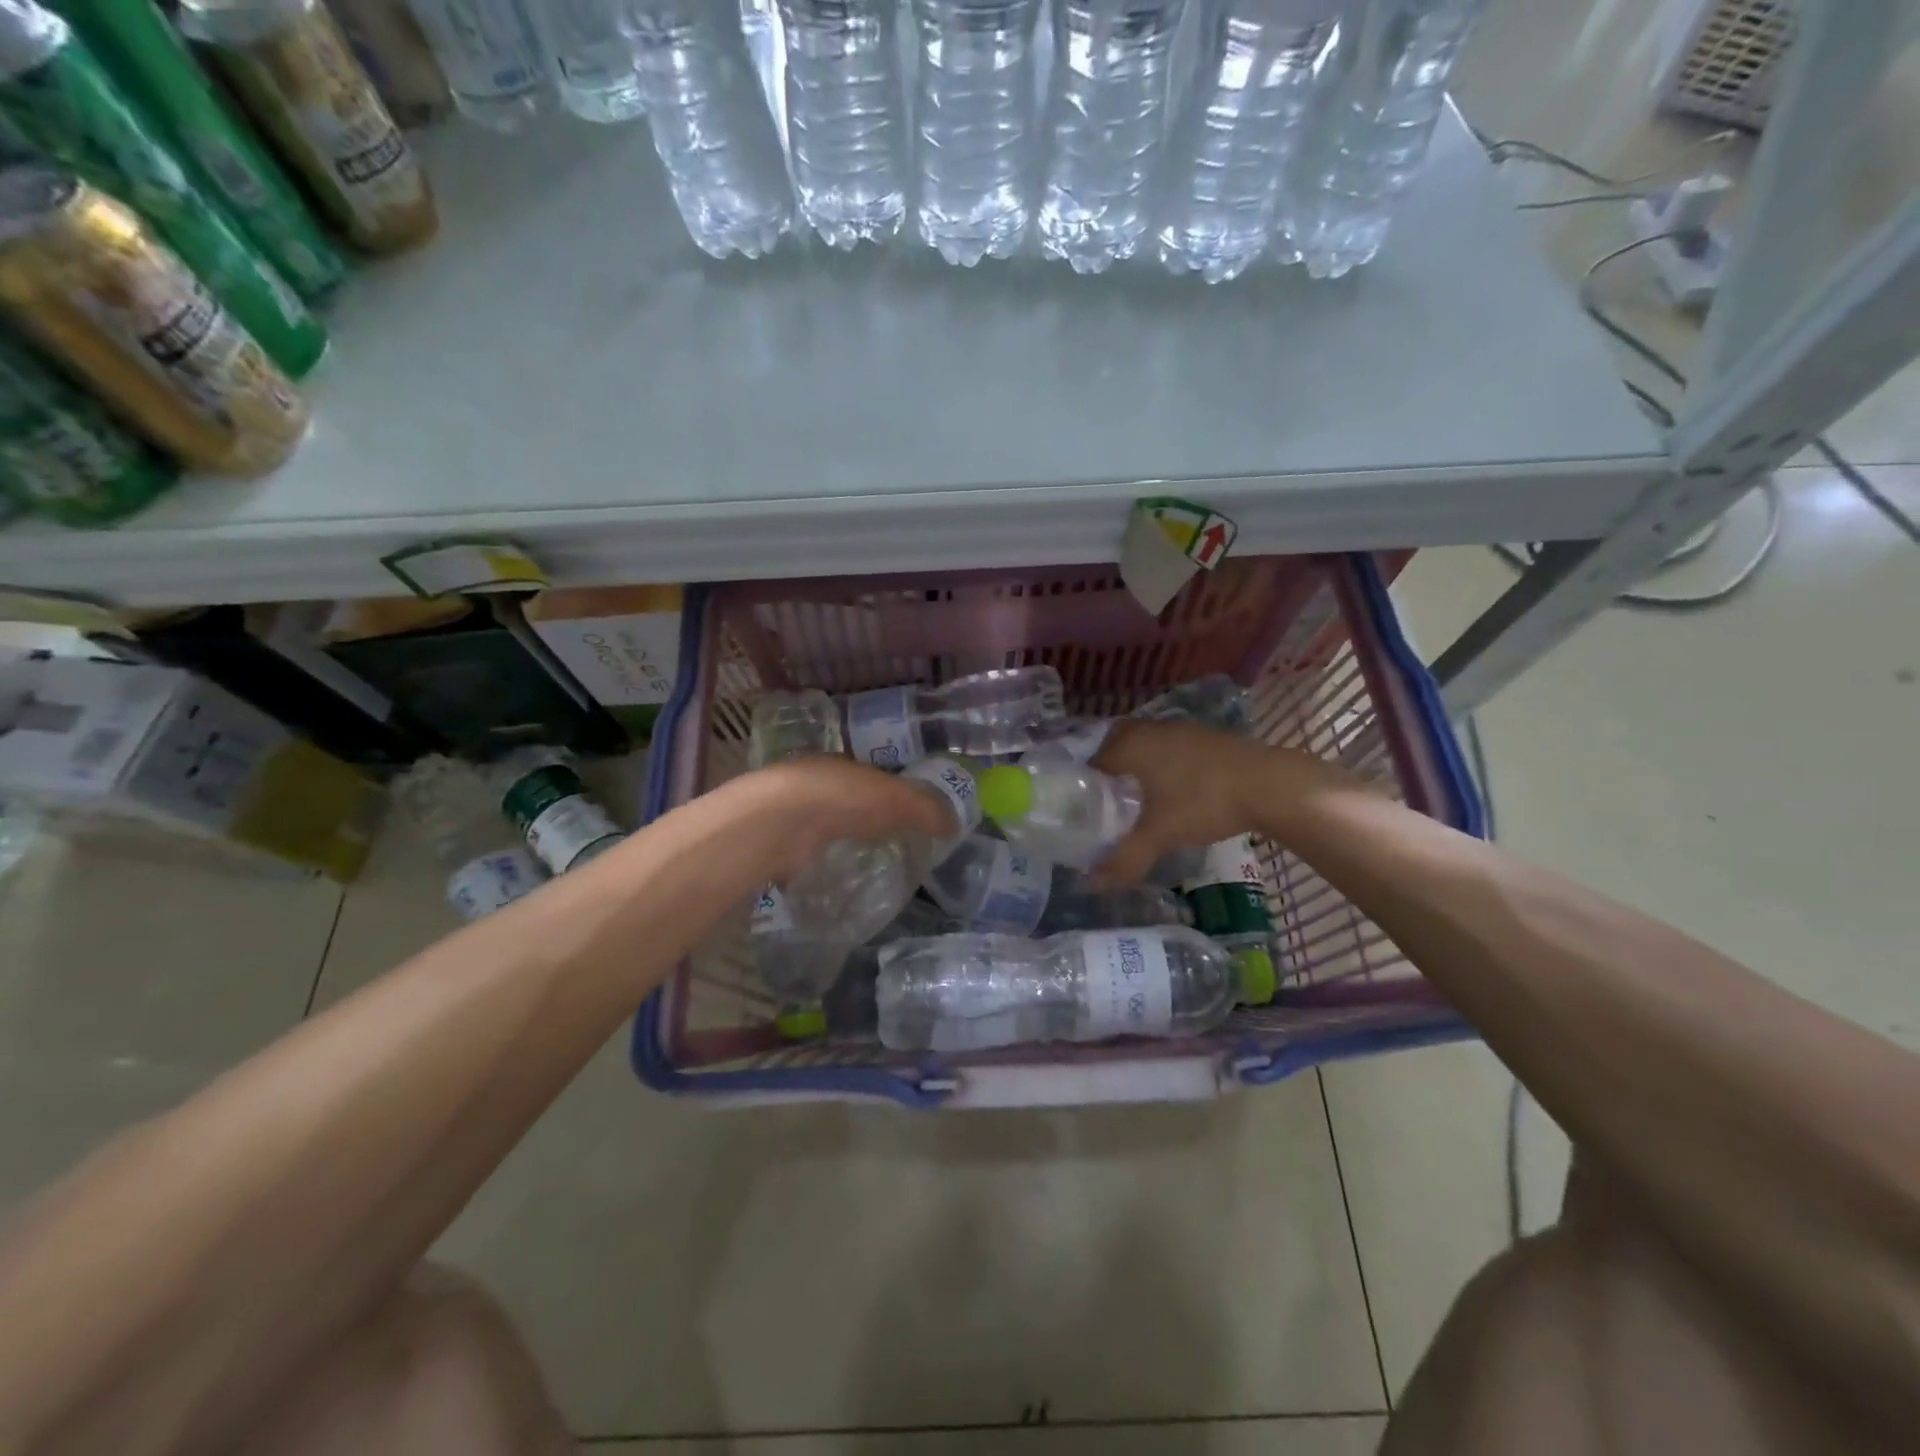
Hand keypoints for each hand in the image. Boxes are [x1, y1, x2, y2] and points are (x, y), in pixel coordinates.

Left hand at [720, 757, 951, 884]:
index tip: (903, 816)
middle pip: (845, 801)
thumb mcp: (898, 801)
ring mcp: (791, 813)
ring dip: (838, 839)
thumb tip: (954, 824)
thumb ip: (926, 811)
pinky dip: (818, 861)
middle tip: (887, 842)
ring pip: (822, 825)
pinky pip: (805, 852)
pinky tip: (831, 876)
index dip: (888, 794)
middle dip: (863, 818)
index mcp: (842, 764)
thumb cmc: (844, 799)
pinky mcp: (777, 844)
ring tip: (862, 863)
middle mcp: (814, 783)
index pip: (869, 777)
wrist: (780, 822)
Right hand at [1089, 720, 1343, 882]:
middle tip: (1105, 802)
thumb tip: (1091, 884)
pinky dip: (1162, 765)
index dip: (1082, 786)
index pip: (1091, 761)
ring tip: (1135, 799)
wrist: (1271, 785)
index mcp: (1130, 745)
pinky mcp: (1205, 737)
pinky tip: (1172, 790)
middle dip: (1108, 771)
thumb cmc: (1204, 802)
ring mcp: (1180, 729)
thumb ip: (1124, 859)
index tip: (1080, 810)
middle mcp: (1150, 729)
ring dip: (1137, 766)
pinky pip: (1169, 748)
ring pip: (1144, 745)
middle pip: (1115, 746)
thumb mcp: (1160, 835)